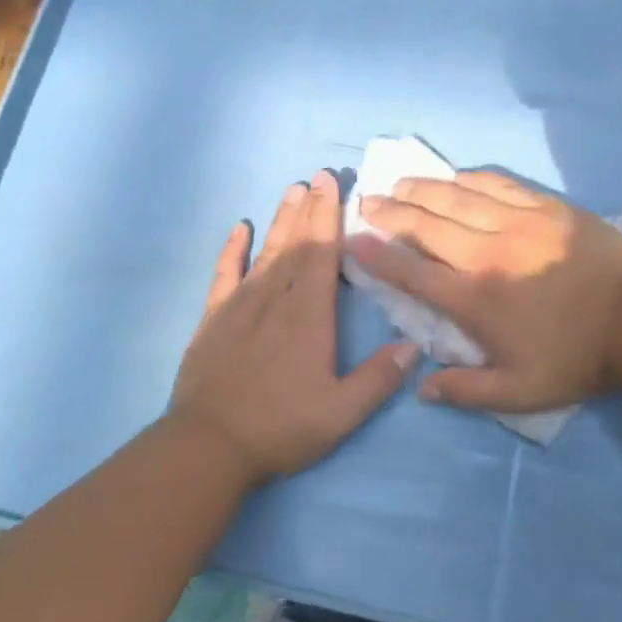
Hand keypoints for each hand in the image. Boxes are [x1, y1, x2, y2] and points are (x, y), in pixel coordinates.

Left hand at [172, 170, 416, 482]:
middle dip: (310, 208)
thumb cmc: (281, 427)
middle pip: (296, 244)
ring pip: (266, 252)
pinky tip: (239, 228)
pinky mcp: (213, 319)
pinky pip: (224, 273)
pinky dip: (232, 249)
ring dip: (281, 220)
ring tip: (292, 190)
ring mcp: (240, 306)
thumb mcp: (341, 413)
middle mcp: (275, 299)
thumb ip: (378, 378)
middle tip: (318, 175)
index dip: (329, 217)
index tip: (331, 184)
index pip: (321, 254)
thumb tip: (413, 346)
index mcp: (308, 316)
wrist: (208, 446)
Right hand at [350, 171, 621, 411]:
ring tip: (402, 182)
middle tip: (369, 201)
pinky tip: (457, 176)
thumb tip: (422, 387)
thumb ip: (467, 391)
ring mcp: (517, 223)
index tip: (353, 240)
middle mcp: (486, 253)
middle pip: (427, 225)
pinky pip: (499, 184)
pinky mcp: (547, 207)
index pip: (412, 272)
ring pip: (458, 197)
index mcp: (474, 298)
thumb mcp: (519, 393)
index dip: (377, 255)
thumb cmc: (575, 359)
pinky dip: (471, 179)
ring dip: (424, 188)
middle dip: (391, 211)